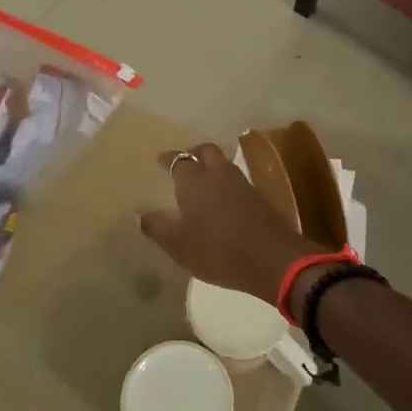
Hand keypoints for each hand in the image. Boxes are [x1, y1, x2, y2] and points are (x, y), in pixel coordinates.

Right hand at [138, 143, 326, 302]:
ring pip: (222, 163)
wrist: (273, 259)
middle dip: (192, 153)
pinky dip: (223, 181)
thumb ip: (157, 227)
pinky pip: (234, 179)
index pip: (178, 160)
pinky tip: (220, 198)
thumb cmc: (218, 251)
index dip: (168, 159)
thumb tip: (139, 214)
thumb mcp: (179, 246)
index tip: (160, 160)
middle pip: (205, 151)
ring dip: (210, 165)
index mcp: (195, 181)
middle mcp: (218, 174)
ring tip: (200, 180)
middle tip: (183, 163)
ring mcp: (241, 183)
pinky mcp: (258, 196)